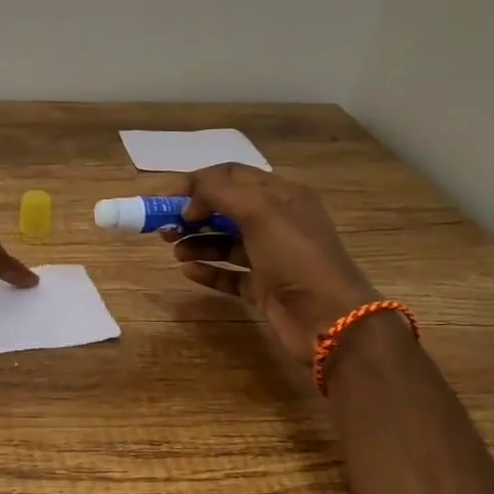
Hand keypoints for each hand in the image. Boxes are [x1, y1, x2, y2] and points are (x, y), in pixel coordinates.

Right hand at [164, 164, 378, 356]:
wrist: (329, 318)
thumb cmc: (296, 257)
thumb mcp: (260, 212)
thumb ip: (219, 194)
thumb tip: (190, 202)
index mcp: (282, 196)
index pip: (231, 176)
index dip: (197, 183)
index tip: (166, 199)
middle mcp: (277, 222)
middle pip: (225, 209)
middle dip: (193, 215)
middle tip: (165, 228)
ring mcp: (271, 257)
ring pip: (225, 242)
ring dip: (197, 242)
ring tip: (176, 251)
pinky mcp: (264, 287)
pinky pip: (230, 274)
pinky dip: (209, 271)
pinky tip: (188, 271)